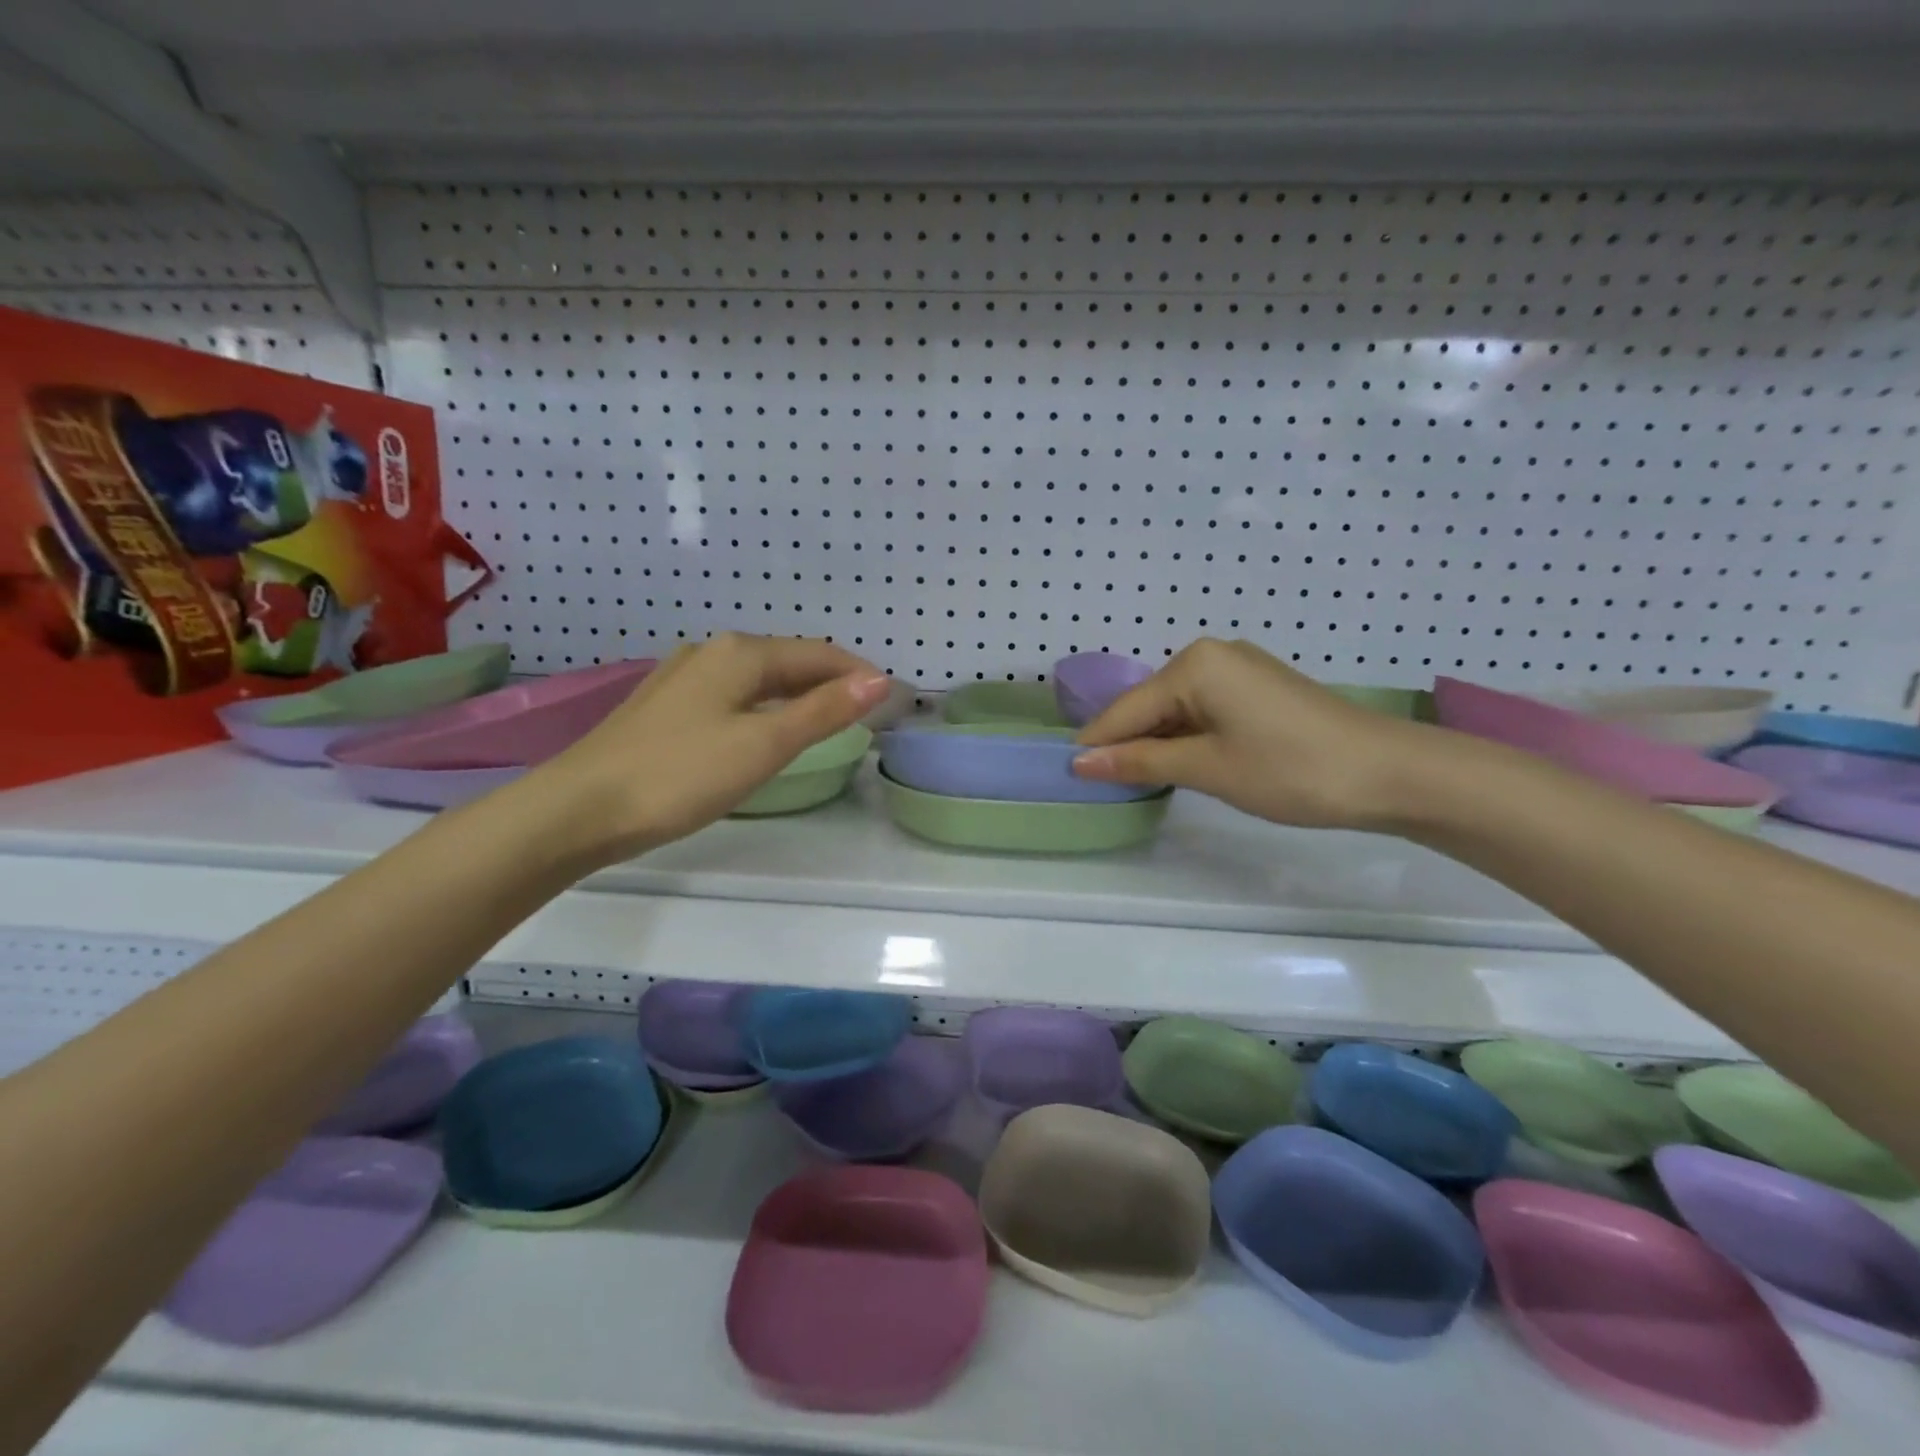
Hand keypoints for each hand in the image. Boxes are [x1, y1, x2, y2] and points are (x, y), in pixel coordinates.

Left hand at [539, 634, 889, 861]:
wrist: (579, 809)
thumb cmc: (681, 775)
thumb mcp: (764, 744)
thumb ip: (823, 711)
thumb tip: (880, 680)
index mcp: (740, 653)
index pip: (819, 653)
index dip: (859, 674)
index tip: (892, 701)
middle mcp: (712, 653)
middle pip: (788, 661)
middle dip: (831, 683)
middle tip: (865, 717)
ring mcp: (683, 677)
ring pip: (759, 678)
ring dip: (798, 695)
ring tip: (826, 724)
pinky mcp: (665, 706)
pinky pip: (733, 695)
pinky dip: (765, 707)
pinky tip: (765, 731)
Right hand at [1071, 638, 1431, 829]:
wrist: (1390, 772)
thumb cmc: (1290, 769)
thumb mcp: (1207, 768)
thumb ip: (1140, 762)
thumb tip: (1080, 762)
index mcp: (1194, 664)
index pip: (1127, 709)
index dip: (1097, 745)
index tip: (1067, 776)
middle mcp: (1212, 654)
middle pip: (1150, 705)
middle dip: (1127, 744)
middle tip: (1102, 787)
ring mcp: (1239, 668)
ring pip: (1177, 709)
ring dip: (1158, 743)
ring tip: (1136, 782)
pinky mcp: (1259, 687)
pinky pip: (1204, 709)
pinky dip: (1188, 737)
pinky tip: (1182, 763)